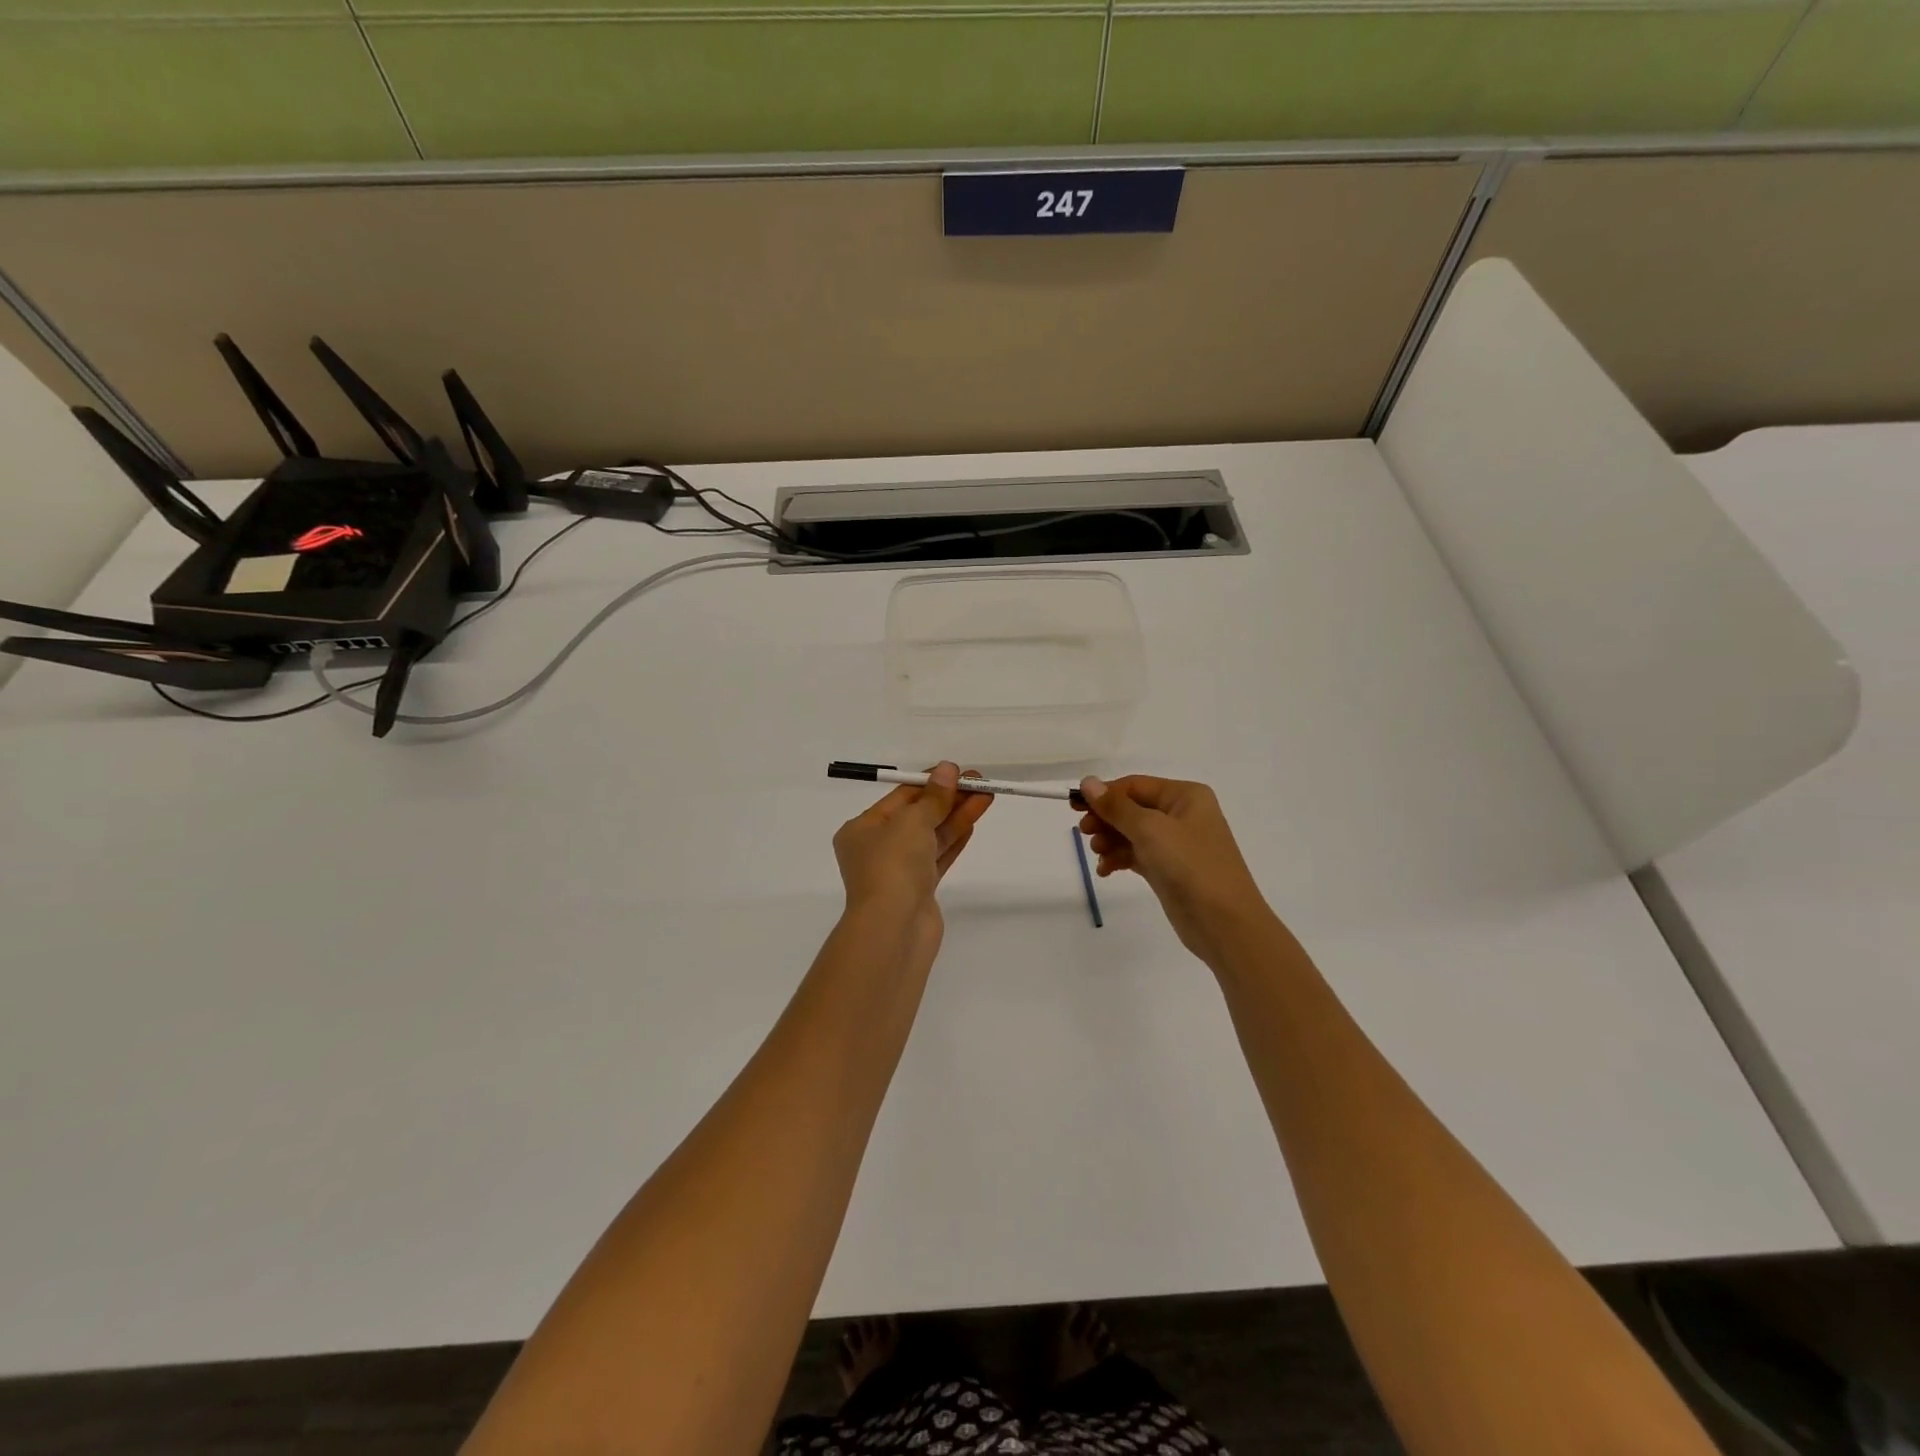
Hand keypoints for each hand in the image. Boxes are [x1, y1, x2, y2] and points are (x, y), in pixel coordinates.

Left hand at [833, 763, 992, 949]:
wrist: (894, 928)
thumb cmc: (893, 865)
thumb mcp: (912, 821)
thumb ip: (934, 797)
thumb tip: (948, 769)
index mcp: (862, 829)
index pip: (900, 797)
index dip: (931, 782)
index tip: (959, 771)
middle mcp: (877, 848)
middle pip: (918, 815)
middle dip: (949, 799)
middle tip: (980, 782)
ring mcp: (898, 871)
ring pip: (931, 836)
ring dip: (957, 816)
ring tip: (986, 796)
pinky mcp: (919, 890)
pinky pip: (938, 857)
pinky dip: (955, 839)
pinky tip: (973, 822)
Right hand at [1078, 775, 1274, 964]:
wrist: (1225, 923)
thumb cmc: (1191, 866)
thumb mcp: (1150, 830)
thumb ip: (1117, 807)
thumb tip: (1088, 782)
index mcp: (1185, 796)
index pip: (1135, 785)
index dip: (1104, 793)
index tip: (1074, 805)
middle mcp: (1182, 815)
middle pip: (1132, 808)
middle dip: (1106, 819)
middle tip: (1084, 832)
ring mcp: (1176, 844)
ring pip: (1132, 833)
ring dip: (1110, 840)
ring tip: (1097, 853)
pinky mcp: (1169, 870)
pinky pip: (1136, 855)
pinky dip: (1119, 859)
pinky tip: (1105, 870)